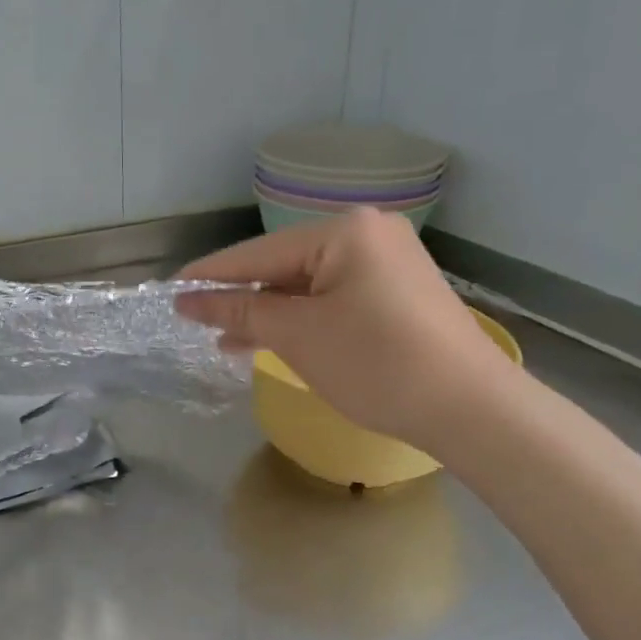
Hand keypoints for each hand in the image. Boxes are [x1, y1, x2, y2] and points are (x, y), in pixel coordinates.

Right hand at [176, 210, 517, 449]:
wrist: (470, 408)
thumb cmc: (376, 362)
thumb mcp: (297, 334)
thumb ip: (239, 309)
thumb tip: (186, 299)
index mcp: (343, 231)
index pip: (257, 253)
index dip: (210, 276)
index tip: (169, 291)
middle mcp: (366, 234)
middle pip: (281, 265)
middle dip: (239, 297)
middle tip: (193, 319)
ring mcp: (385, 263)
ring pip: (305, 285)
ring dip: (266, 312)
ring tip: (223, 338)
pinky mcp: (394, 292)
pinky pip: (330, 298)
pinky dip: (299, 318)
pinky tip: (267, 338)